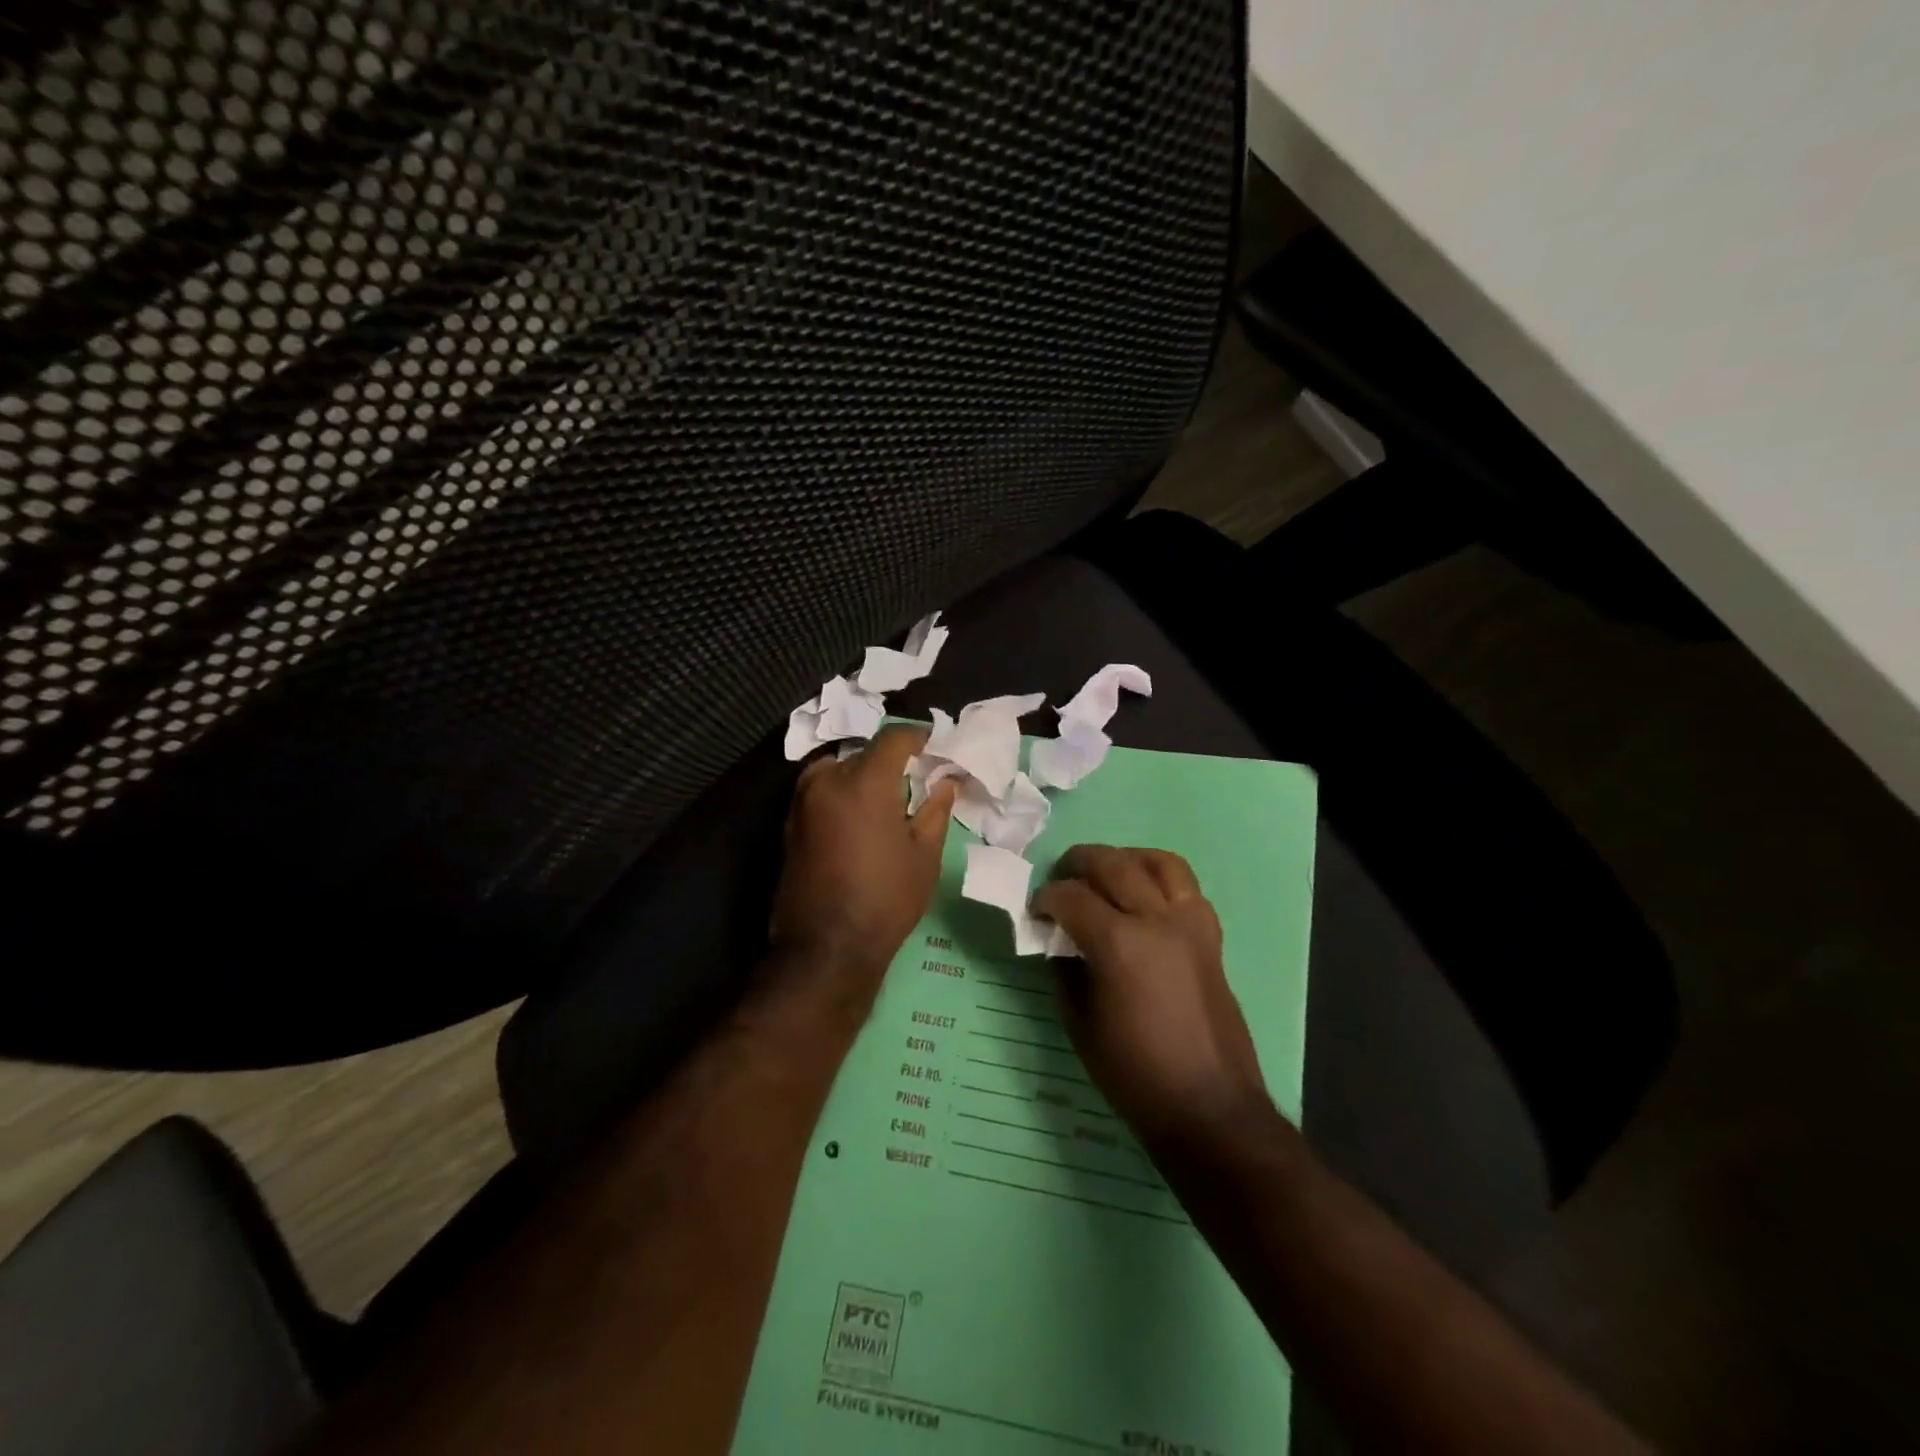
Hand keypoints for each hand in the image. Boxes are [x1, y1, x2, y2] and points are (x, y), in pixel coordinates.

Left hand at [769, 725, 957, 993]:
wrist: (825, 948)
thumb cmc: (885, 898)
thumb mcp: (924, 855)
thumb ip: (935, 809)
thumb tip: (946, 781)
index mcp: (864, 781)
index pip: (893, 737)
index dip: (918, 735)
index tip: (934, 744)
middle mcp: (827, 780)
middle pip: (863, 752)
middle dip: (889, 760)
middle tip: (913, 779)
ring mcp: (801, 801)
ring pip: (837, 770)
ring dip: (861, 775)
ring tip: (886, 800)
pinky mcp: (789, 824)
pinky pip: (820, 792)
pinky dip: (841, 793)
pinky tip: (860, 819)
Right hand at [1033, 846, 1269, 1150]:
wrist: (1209, 1108)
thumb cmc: (1135, 1074)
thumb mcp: (1080, 1025)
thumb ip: (1065, 973)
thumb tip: (1058, 943)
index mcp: (1118, 943)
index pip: (1071, 897)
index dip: (1046, 898)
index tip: (1034, 910)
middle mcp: (1157, 920)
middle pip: (1114, 864)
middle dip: (1079, 862)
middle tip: (1061, 877)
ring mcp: (1190, 924)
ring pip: (1160, 862)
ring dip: (1126, 858)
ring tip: (1107, 872)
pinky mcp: (1211, 937)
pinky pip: (1187, 887)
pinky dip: (1162, 879)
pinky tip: (1146, 897)